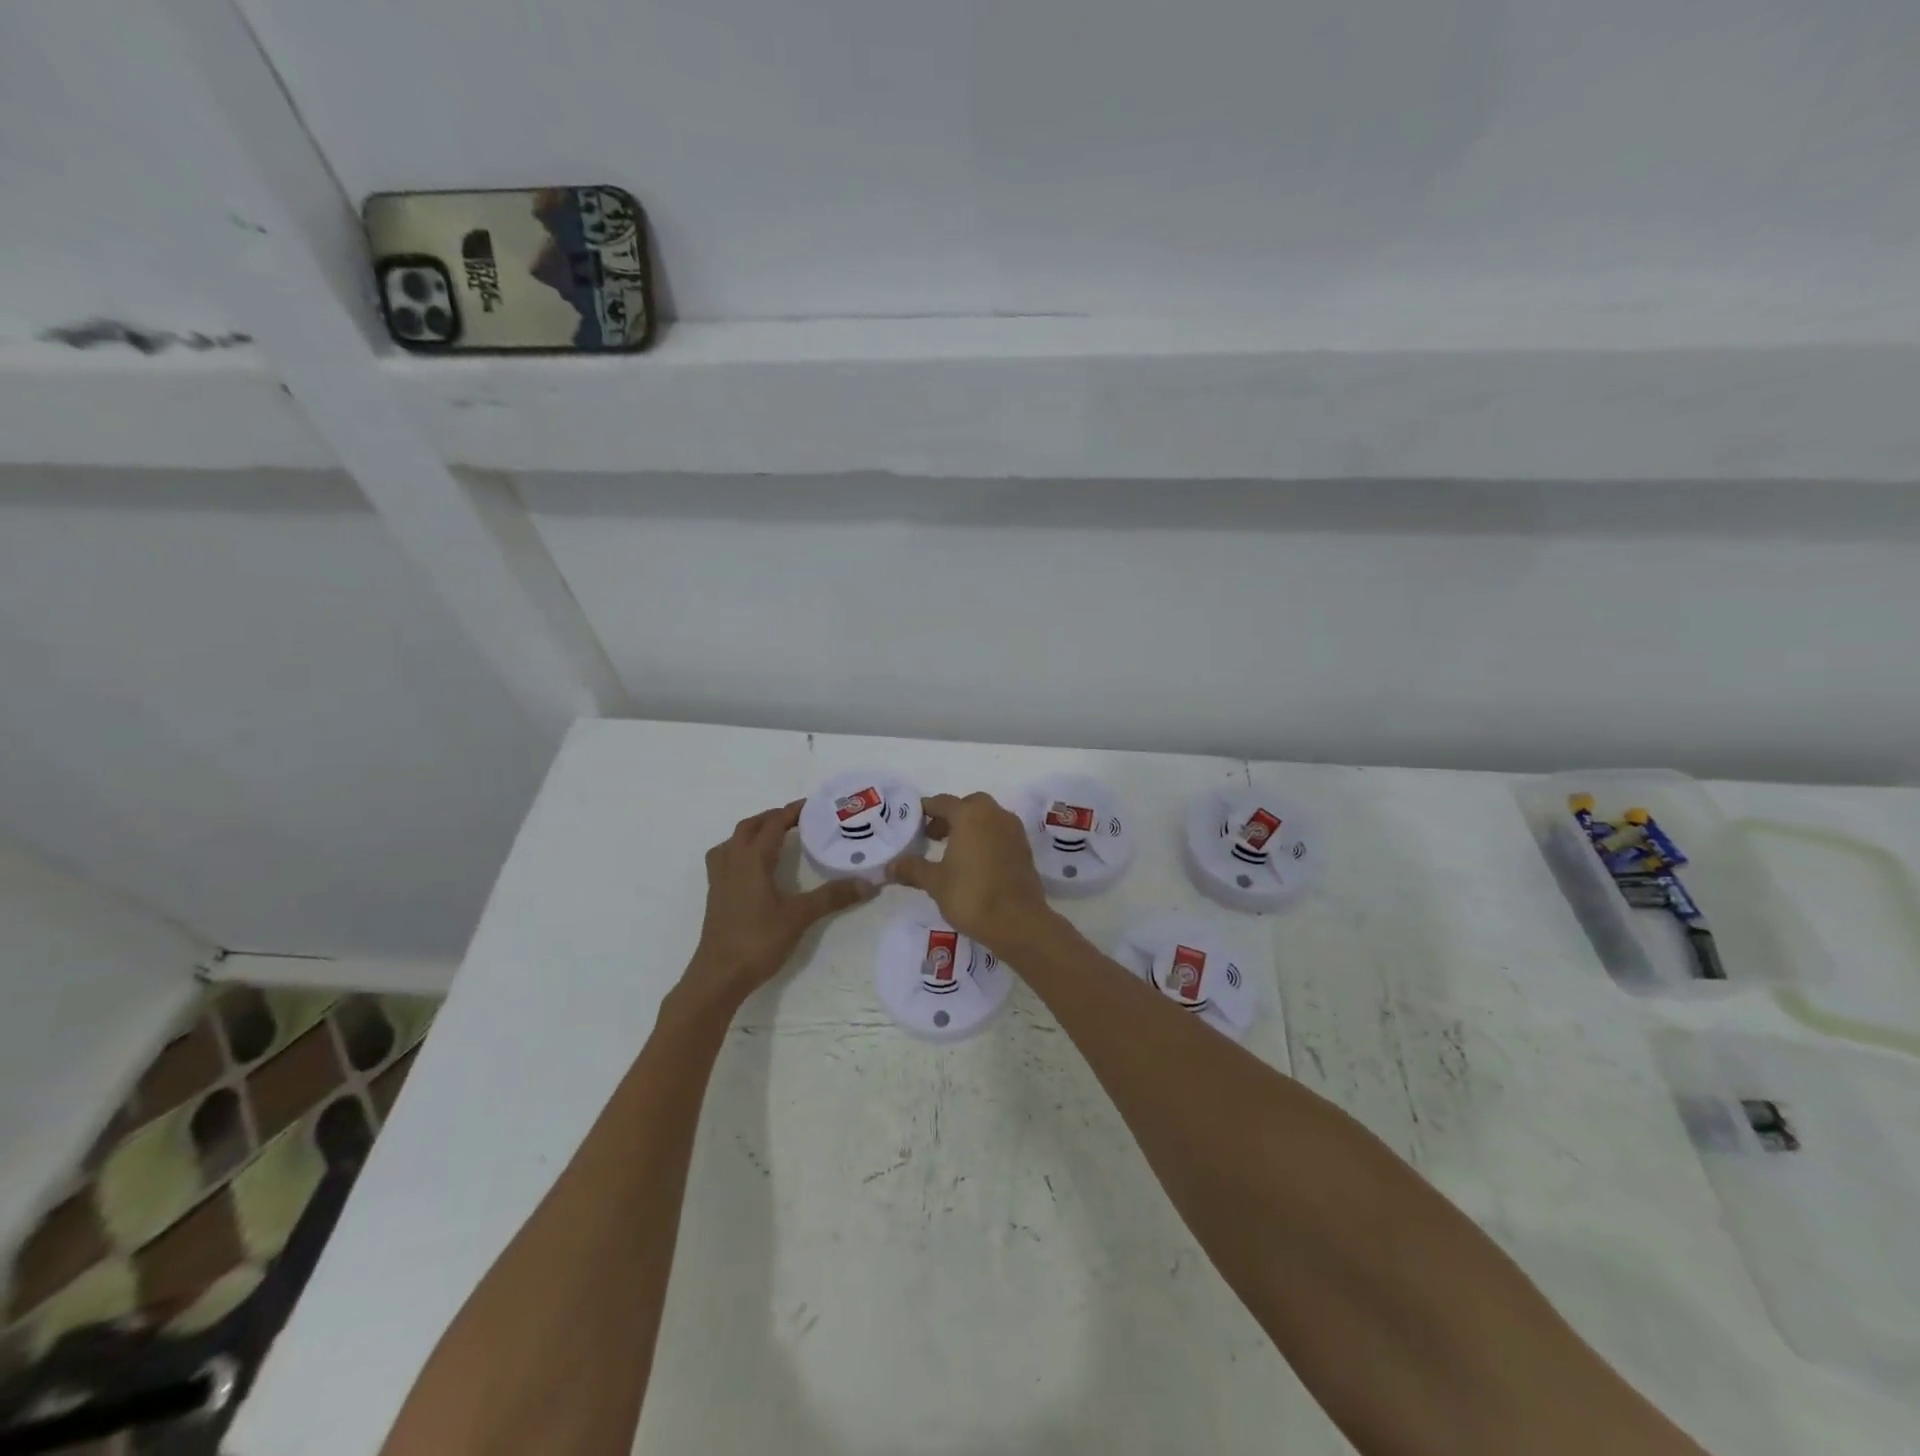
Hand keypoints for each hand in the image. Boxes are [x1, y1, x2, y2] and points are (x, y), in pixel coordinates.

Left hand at [685, 801, 873, 1005]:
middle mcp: (732, 861)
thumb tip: (868, 883)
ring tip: (774, 837)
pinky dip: (741, 850)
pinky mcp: (715, 894)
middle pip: (749, 827)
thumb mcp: (799, 916)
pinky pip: (726, 858)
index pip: (772, 824)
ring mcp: (719, 878)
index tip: (813, 806)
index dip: (792, 812)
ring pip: (733, 841)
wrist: (719, 975)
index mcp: (751, 859)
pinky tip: (755, 867)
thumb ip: (832, 896)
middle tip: (798, 820)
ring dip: (753, 831)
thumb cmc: (758, 940)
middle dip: (772, 818)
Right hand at [887, 792, 1052, 951]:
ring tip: (953, 852)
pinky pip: (1001, 834)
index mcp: (970, 815)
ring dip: (970, 827)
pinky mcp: (1025, 849)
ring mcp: (1013, 831)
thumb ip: (912, 869)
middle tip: (934, 837)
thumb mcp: (935, 882)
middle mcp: (994, 815)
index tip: (913, 822)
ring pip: (988, 818)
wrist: (1018, 922)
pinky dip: (986, 839)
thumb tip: (890, 866)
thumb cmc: (971, 895)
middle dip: (951, 817)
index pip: (943, 802)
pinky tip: (975, 864)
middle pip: (969, 806)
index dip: (926, 810)